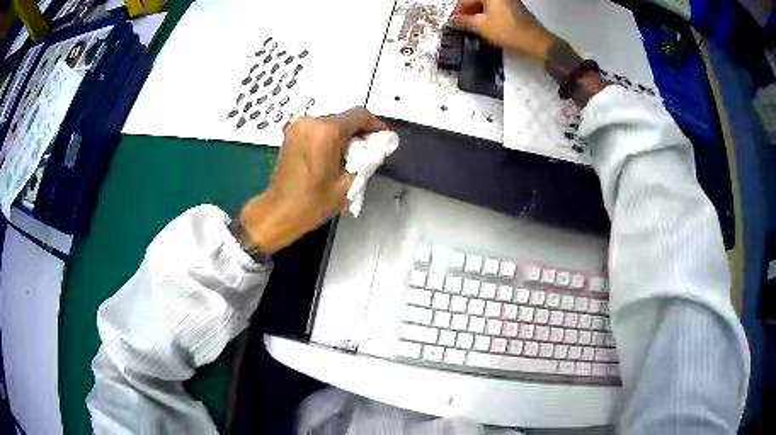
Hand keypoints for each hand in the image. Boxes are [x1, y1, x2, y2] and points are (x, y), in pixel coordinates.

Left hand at [238, 107, 388, 252]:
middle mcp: (310, 122)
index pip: (359, 115)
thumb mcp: (348, 183)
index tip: (384, 138)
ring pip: (331, 123)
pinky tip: (334, 155)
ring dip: (344, 135)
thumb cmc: (313, 203)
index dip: (375, 124)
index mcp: (325, 132)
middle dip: (359, 132)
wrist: (278, 212)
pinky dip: (330, 137)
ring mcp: (298, 126)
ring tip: (351, 157)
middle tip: (369, 152)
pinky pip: (318, 128)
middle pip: (344, 118)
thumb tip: (387, 142)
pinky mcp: (291, 133)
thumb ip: (369, 158)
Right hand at [450, 0, 554, 59]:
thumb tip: (452, 20)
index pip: (467, 0)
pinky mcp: (516, 10)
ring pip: (488, 8)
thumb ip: (464, 21)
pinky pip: (498, 12)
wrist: (537, 41)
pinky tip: (488, 31)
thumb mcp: (481, 27)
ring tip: (475, 31)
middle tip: (464, 27)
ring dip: (479, 18)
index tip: (454, 23)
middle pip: (478, 2)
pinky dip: (491, 19)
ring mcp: (510, 2)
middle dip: (470, 14)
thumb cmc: (507, 31)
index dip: (459, 12)